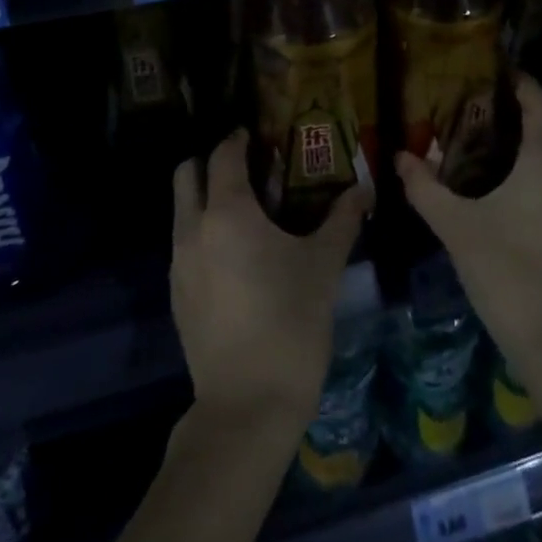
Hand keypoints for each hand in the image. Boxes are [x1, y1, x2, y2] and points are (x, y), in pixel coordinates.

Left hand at [171, 128, 367, 432]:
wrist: (248, 406)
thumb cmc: (291, 323)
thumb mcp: (324, 266)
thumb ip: (342, 220)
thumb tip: (365, 189)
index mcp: (227, 213)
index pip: (223, 156)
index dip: (238, 139)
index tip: (256, 136)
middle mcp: (193, 229)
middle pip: (186, 174)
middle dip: (210, 162)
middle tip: (246, 169)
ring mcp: (178, 264)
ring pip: (181, 210)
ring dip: (204, 198)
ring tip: (244, 212)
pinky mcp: (176, 294)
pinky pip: (183, 244)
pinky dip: (202, 232)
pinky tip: (234, 255)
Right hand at [396, 73, 541, 379]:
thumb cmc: (508, 274)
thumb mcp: (457, 227)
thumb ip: (425, 188)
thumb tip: (400, 156)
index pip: (540, 101)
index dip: (519, 80)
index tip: (487, 69)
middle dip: (528, 100)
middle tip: (485, 96)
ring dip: (539, 127)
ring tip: (493, 127)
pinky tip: (510, 172)